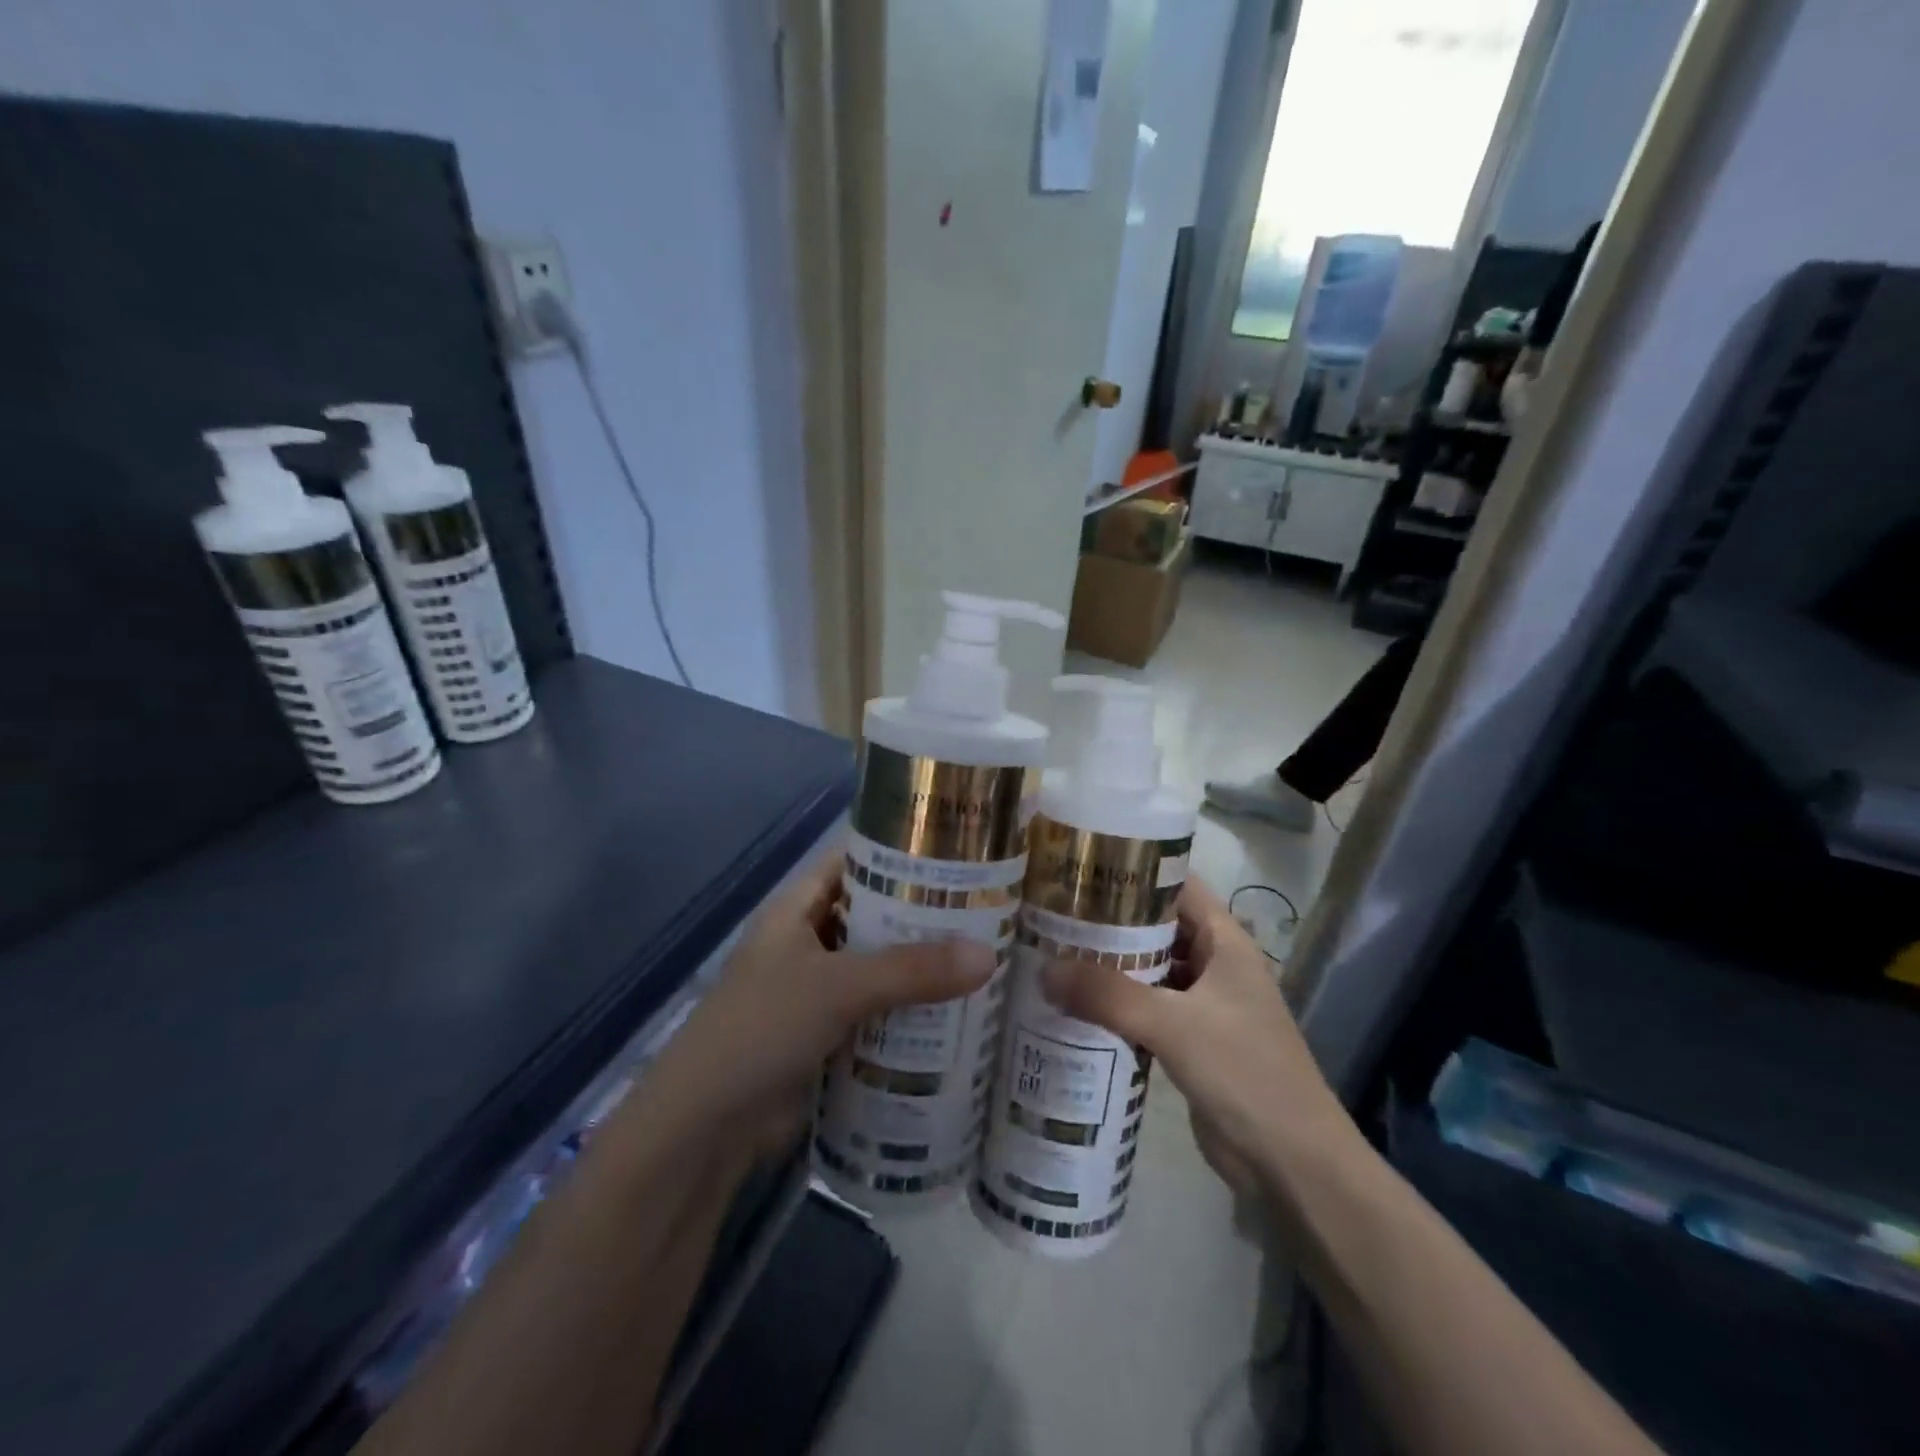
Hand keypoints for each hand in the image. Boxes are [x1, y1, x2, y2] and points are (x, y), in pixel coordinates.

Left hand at [648, 854, 994, 1157]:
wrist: (704, 1128)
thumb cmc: (761, 1029)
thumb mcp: (837, 987)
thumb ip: (911, 970)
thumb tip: (989, 954)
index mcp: (798, 910)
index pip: (855, 862)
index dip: (900, 853)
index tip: (958, 853)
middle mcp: (808, 942)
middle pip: (875, 917)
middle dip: (924, 918)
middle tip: (988, 911)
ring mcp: (817, 992)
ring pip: (880, 969)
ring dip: (921, 971)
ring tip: (987, 959)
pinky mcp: (827, 1037)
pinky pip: (878, 1014)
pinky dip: (910, 1014)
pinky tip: (958, 1016)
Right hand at [1043, 877, 1351, 1197]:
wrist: (1292, 1164)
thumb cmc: (1244, 1072)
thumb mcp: (1174, 1025)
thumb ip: (1109, 995)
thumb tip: (1043, 969)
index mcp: (1226, 943)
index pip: (1179, 887)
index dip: (1137, 872)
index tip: (1085, 867)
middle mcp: (1217, 966)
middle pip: (1159, 928)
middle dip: (1112, 921)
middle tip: (1055, 912)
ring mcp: (1205, 1006)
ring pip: (1152, 971)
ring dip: (1112, 965)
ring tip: (1055, 952)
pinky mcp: (1192, 1043)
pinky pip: (1148, 1010)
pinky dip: (1118, 1005)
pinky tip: (1076, 1005)